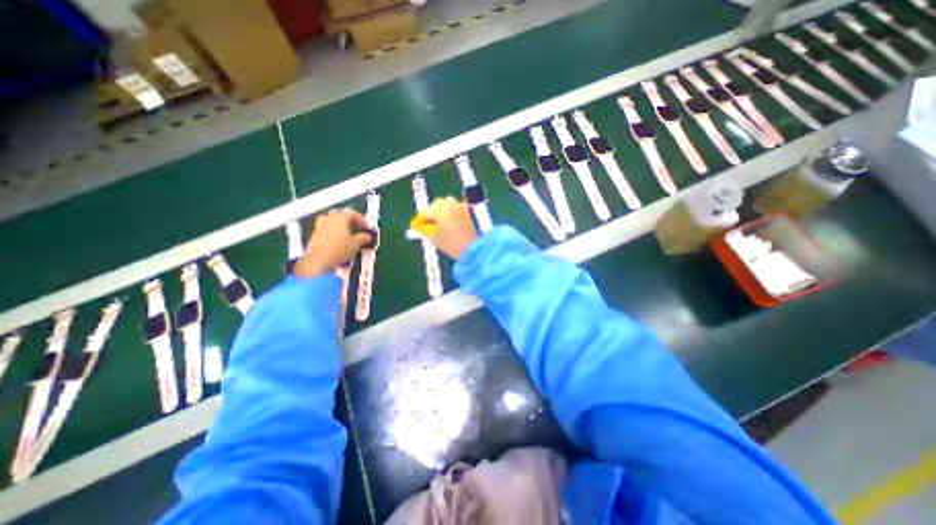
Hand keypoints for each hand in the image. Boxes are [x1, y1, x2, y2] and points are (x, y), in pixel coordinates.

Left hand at [298, 207, 375, 278]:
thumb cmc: (339, 249)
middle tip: (356, 228)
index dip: (361, 219)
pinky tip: (337, 240)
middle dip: (349, 220)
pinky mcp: (314, 234)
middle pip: (340, 214)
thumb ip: (363, 238)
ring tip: (346, 233)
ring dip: (339, 225)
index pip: (352, 213)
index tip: (366, 227)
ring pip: (331, 220)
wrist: (318, 260)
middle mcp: (329, 218)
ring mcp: (320, 225)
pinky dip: (332, 231)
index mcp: (340, 218)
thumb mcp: (356, 244)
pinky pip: (326, 228)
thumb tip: (367, 236)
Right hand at [420, 196, 476, 260]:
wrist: (472, 249)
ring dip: (442, 210)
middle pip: (436, 204)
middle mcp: (449, 205)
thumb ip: (426, 231)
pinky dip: (452, 212)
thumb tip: (422, 227)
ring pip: (447, 203)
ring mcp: (460, 207)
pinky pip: (457, 207)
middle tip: (428, 224)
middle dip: (431, 212)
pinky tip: (450, 221)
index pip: (425, 212)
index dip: (419, 221)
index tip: (416, 227)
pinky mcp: (467, 212)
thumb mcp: (435, 239)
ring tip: (440, 222)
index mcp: (439, 210)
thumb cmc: (451, 244)